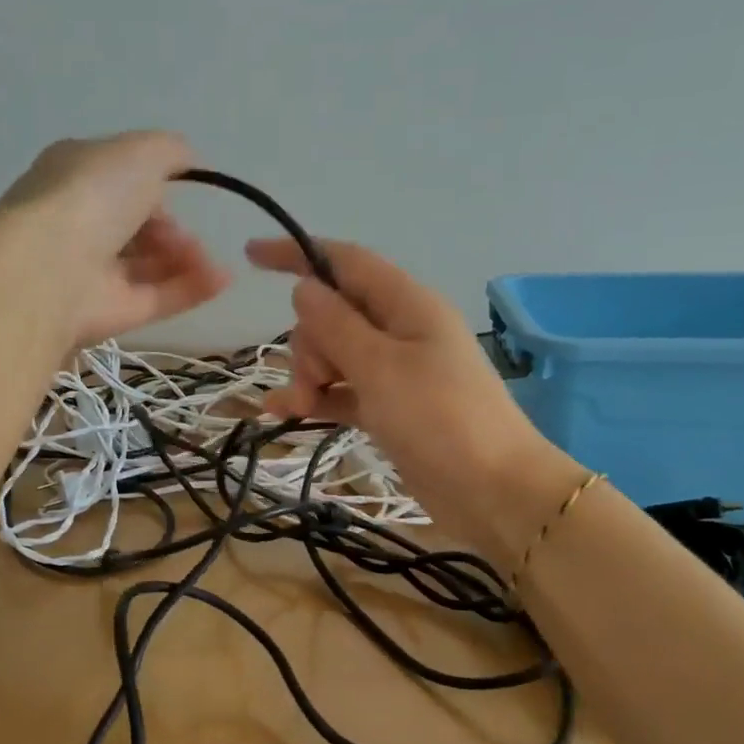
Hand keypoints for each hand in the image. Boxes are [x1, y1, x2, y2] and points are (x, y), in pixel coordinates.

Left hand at [1, 132, 230, 345]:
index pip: (119, 180)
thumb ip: (170, 152)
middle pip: (136, 227)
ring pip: (149, 265)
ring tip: (207, 259)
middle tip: (188, 236)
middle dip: (172, 230)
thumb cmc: (91, 195)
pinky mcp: (109, 314)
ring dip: (186, 259)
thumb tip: (190, 161)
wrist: (50, 267)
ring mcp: (91, 272)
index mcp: (74, 176)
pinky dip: (192, 288)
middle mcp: (79, 223)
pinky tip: (222, 280)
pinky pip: (157, 299)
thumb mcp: (140, 152)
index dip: (155, 187)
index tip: (181, 192)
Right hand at [247, 237, 578, 565]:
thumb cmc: (439, 418)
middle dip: (309, 341)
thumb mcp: (381, 367)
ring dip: (308, 374)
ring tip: (300, 406)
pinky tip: (282, 413)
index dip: (298, 253)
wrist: (492, 491)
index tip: (252, 255)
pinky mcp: (388, 407)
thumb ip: (337, 325)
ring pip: (333, 353)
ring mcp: (394, 370)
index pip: (345, 262)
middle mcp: (399, 330)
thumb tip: (304, 287)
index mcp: (406, 304)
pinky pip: (341, 390)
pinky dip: (316, 397)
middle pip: (332, 313)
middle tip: (315, 377)